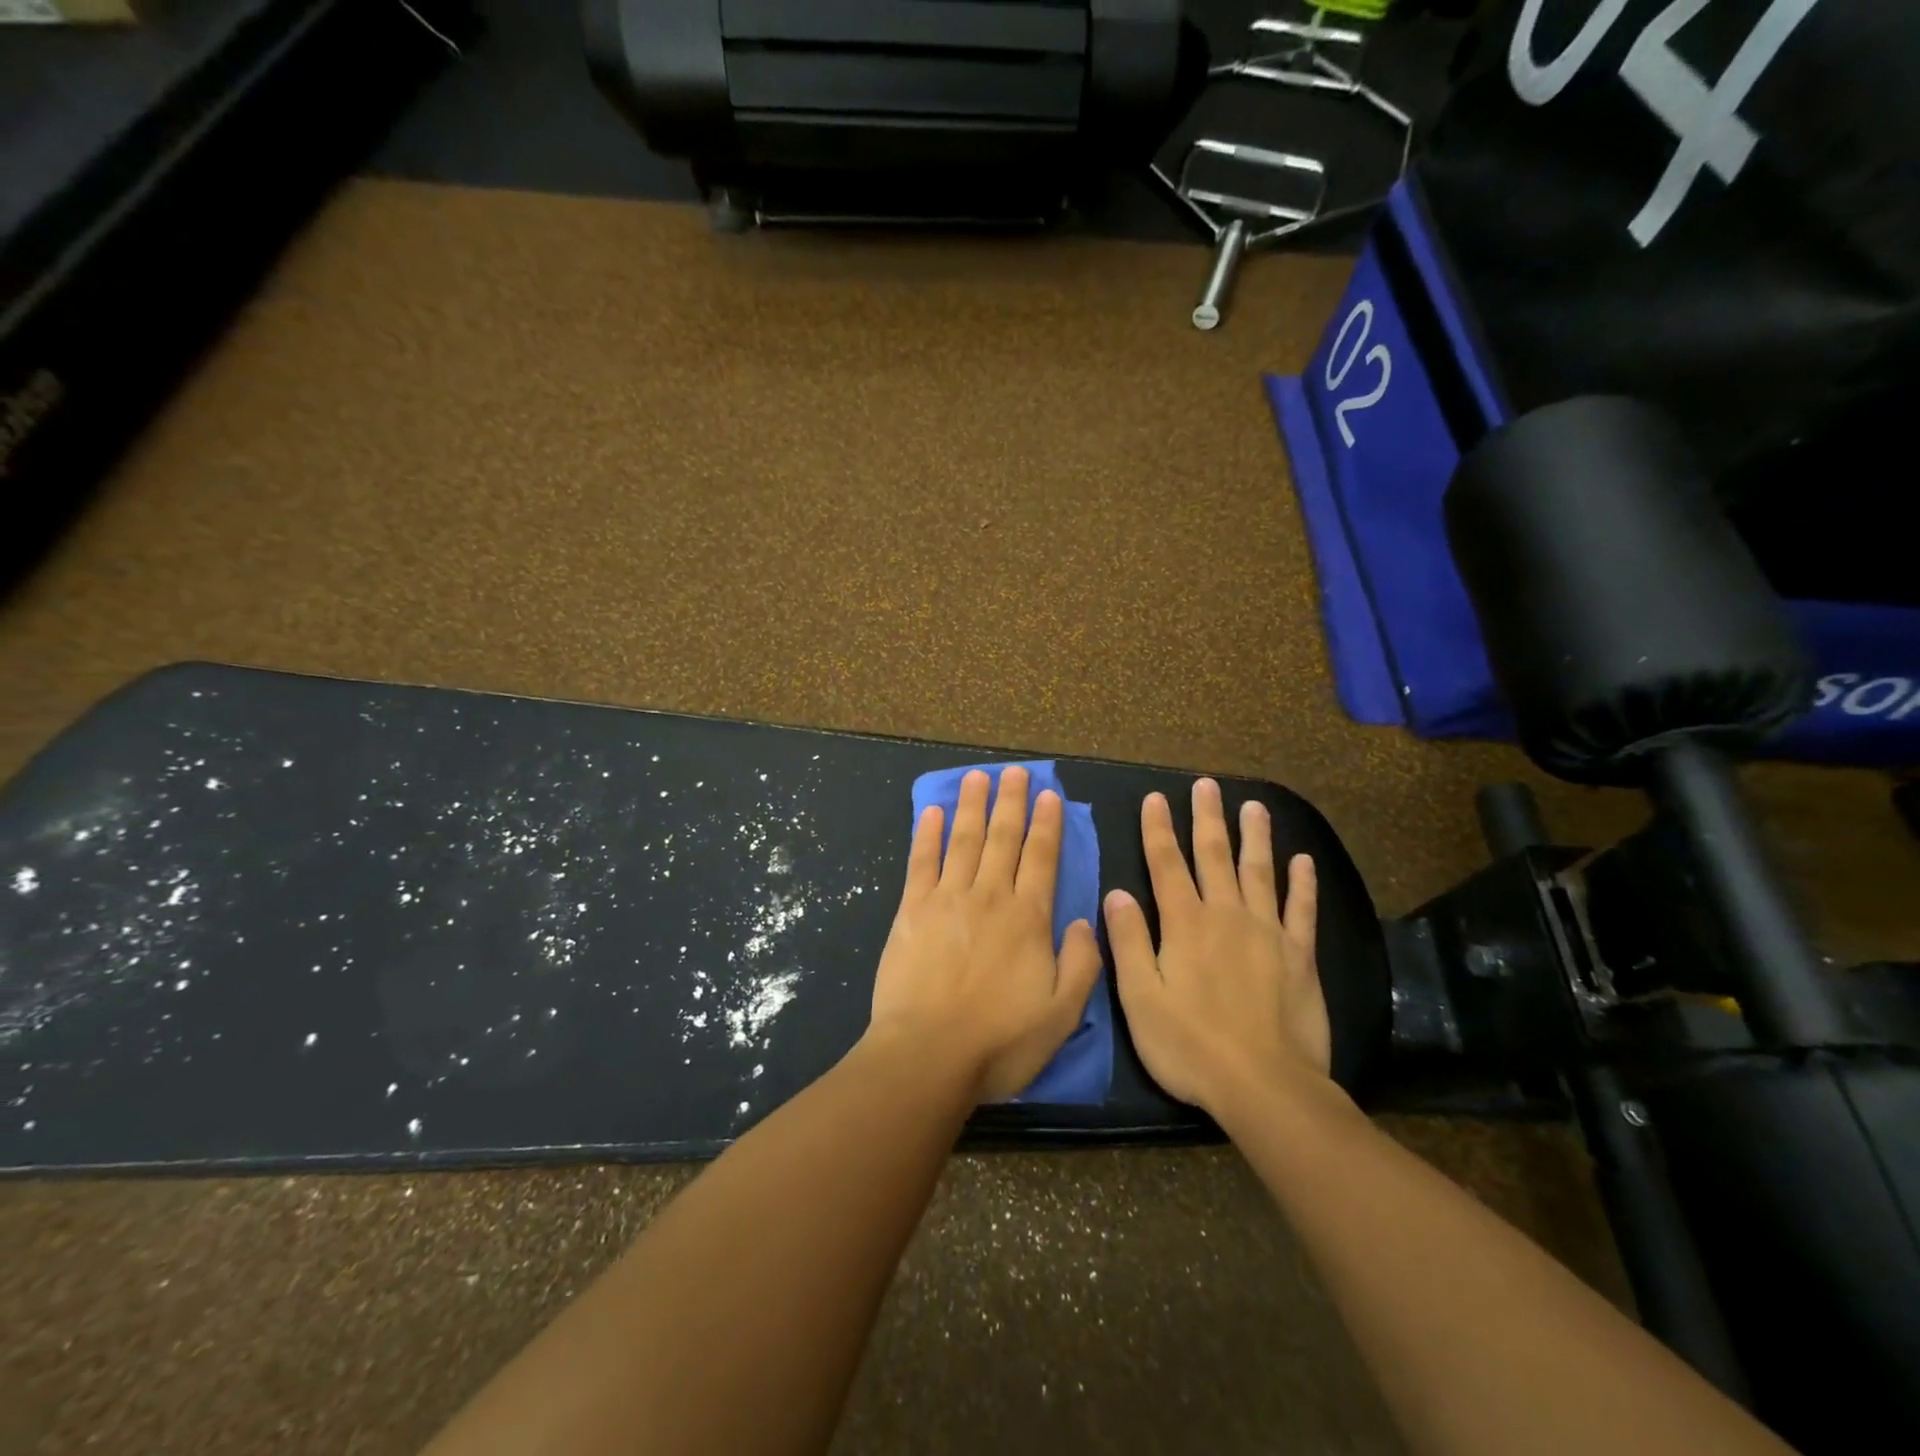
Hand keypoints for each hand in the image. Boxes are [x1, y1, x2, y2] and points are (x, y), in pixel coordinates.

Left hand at [868, 767, 1103, 1102]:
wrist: (928, 1055)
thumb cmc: (999, 1041)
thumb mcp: (1062, 1014)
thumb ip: (1082, 964)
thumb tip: (1085, 920)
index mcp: (1028, 918)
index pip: (1042, 858)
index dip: (1047, 824)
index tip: (1049, 795)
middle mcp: (990, 897)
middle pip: (1003, 839)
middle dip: (1011, 802)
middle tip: (1014, 771)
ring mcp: (947, 899)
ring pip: (964, 841)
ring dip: (972, 806)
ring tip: (977, 776)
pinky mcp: (912, 910)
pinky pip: (921, 862)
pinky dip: (927, 834)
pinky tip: (932, 811)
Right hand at [1103, 778, 1327, 1115]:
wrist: (1265, 1086)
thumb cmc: (1190, 1045)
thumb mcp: (1140, 998)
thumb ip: (1129, 942)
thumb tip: (1116, 893)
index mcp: (1184, 924)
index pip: (1166, 864)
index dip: (1158, 830)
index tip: (1155, 798)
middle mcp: (1226, 916)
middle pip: (1214, 856)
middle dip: (1207, 818)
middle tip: (1207, 785)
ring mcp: (1267, 932)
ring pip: (1259, 872)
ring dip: (1255, 836)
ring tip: (1253, 806)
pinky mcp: (1299, 956)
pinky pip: (1301, 910)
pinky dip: (1302, 883)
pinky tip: (1303, 860)